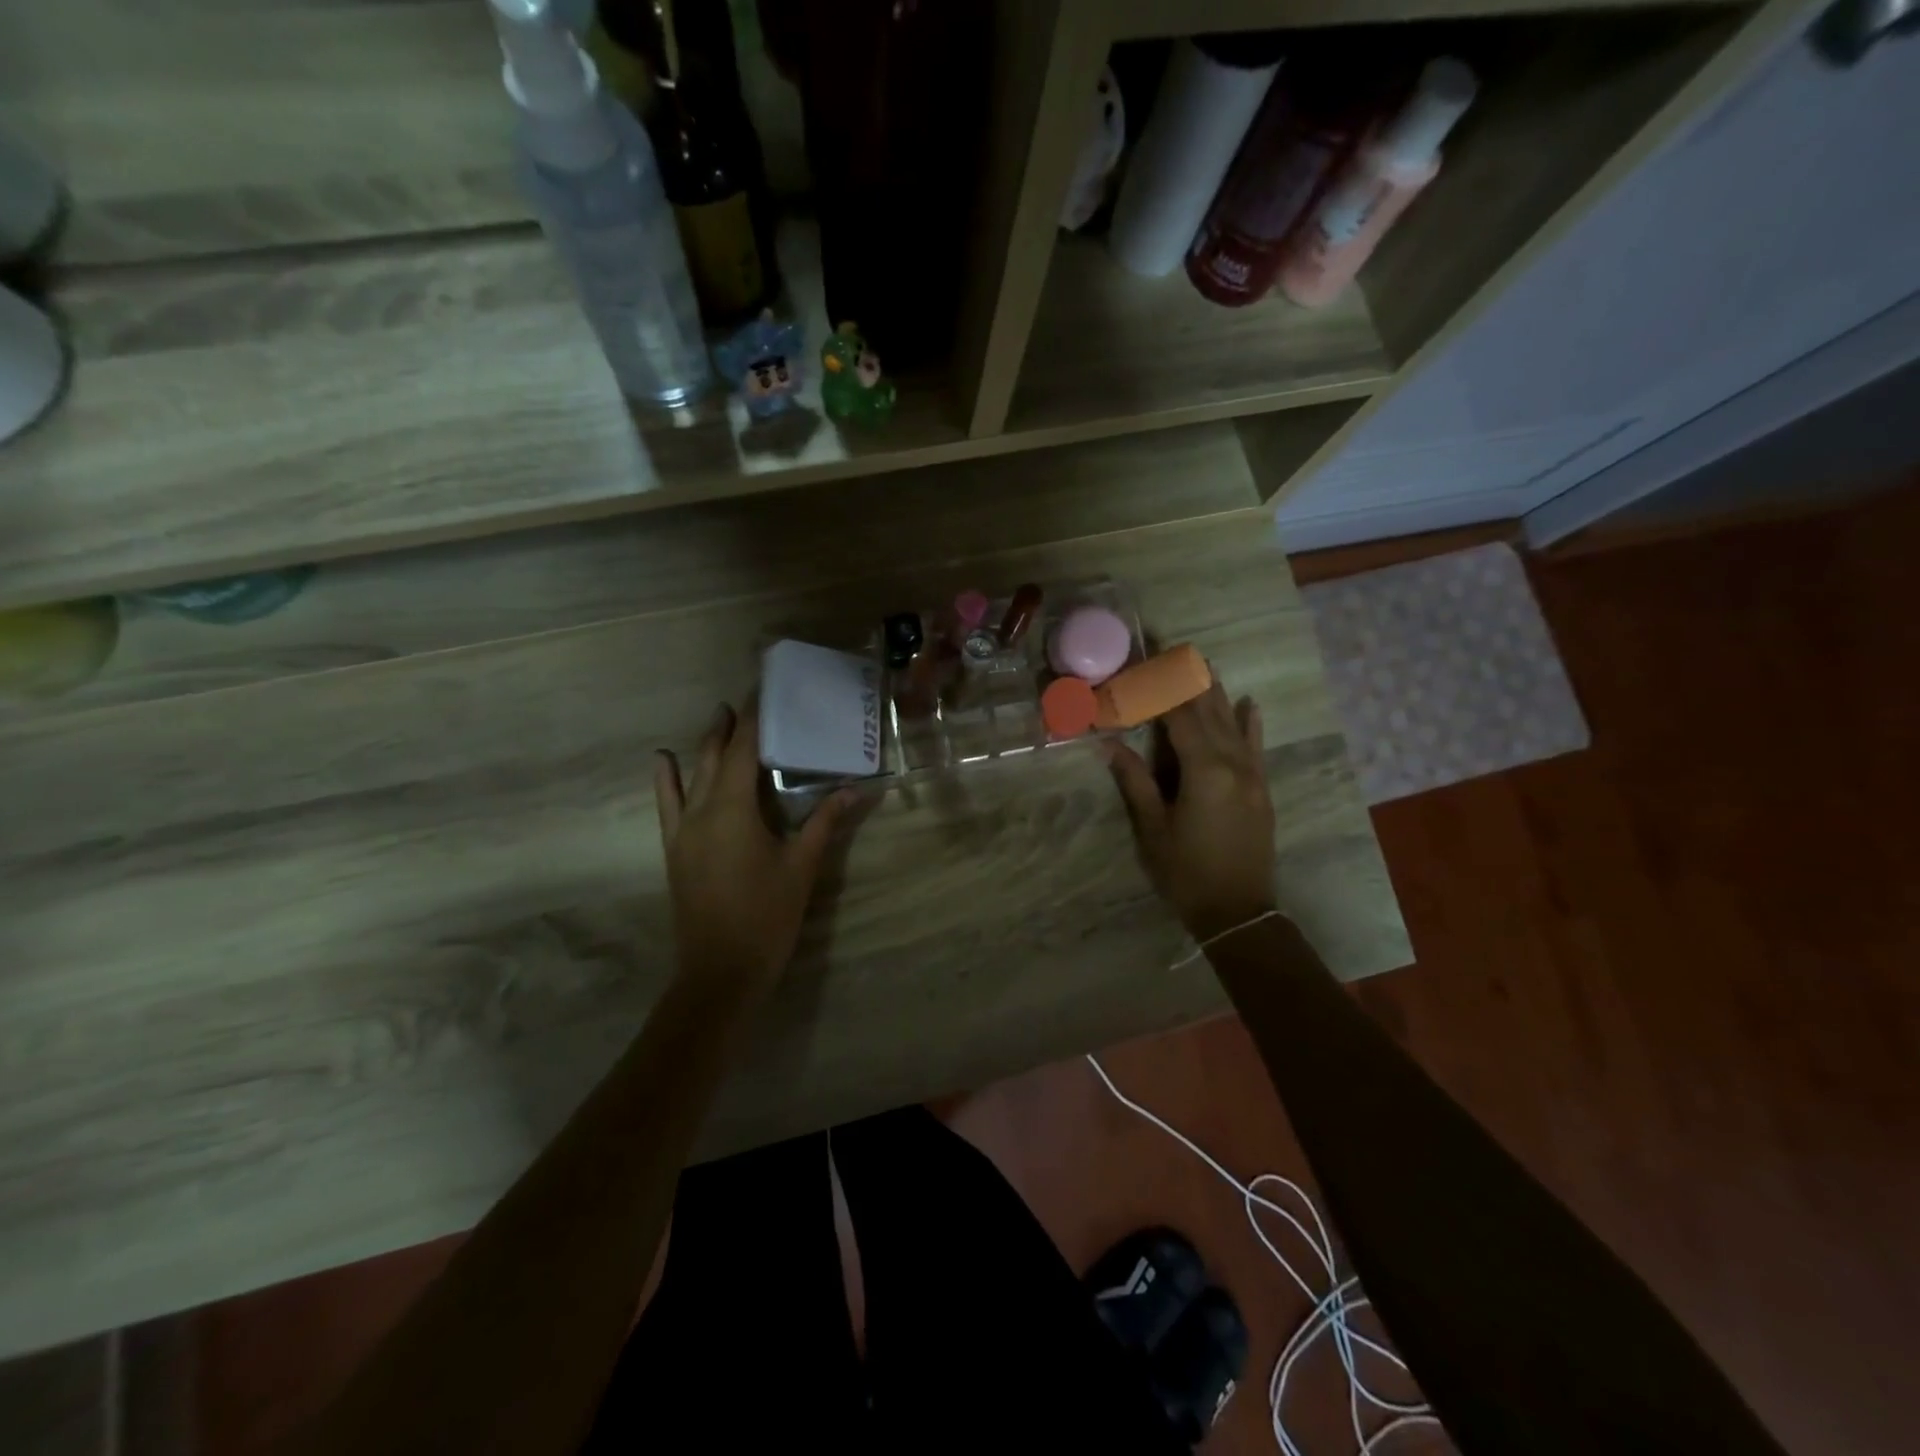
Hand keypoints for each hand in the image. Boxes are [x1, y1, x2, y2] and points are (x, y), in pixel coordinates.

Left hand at [655, 702, 857, 1001]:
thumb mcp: (802, 866)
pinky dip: (666, 780)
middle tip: (746, 700)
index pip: (745, 750)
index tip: (764, 691)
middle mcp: (703, 810)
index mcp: (735, 809)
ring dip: (706, 746)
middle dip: (730, 726)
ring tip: (717, 717)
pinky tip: (662, 761)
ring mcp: (683, 830)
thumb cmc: (767, 915)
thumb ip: (825, 823)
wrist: (721, 971)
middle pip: (716, 756)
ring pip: (692, 775)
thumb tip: (854, 789)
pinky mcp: (674, 849)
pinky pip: (667, 805)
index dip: (755, 719)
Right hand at [1103, 677, 1276, 941]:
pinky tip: (1249, 701)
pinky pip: (1256, 746)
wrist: (1239, 912)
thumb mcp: (1152, 829)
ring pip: (1233, 722)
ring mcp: (1252, 775)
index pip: (1178, 716)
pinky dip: (1250, 722)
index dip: (1159, 687)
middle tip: (1173, 648)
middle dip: (1188, 678)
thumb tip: (1108, 743)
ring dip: (1216, 691)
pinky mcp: (1261, 788)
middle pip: (1208, 711)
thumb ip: (1135, 781)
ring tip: (1203, 661)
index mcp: (1203, 770)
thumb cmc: (1187, 873)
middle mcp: (1232, 763)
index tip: (1144, 660)